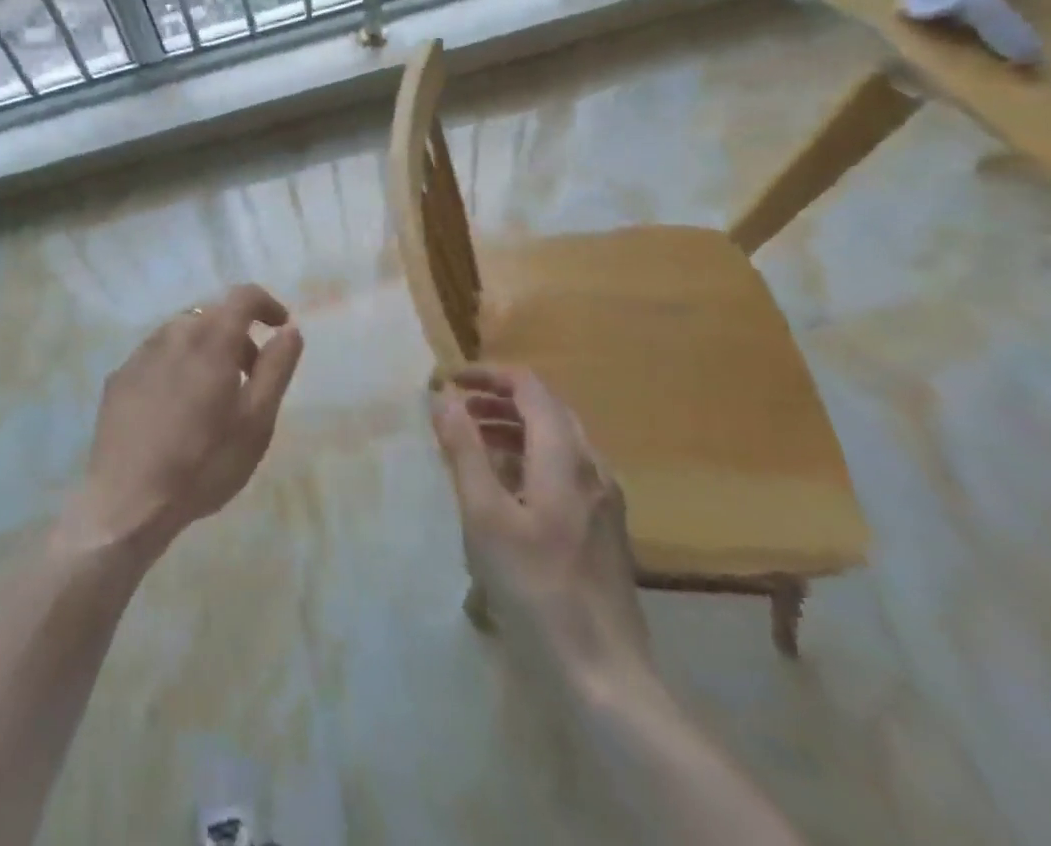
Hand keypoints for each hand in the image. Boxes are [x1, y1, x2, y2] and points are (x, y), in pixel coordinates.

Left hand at [74, 284, 303, 558]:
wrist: (127, 501)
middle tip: (250, 376)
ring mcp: (140, 354)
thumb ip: (276, 368)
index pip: (242, 296)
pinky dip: (176, 366)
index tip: (280, 325)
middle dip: (237, 334)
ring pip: (181, 334)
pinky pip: (156, 356)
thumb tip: (289, 330)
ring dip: (205, 349)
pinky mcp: (119, 377)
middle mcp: (172, 334)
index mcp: (210, 340)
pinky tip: (175, 408)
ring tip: (213, 395)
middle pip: (211, 315)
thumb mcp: (256, 422)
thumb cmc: (203, 463)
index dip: (266, 304)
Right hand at [431, 366, 651, 692]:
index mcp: (565, 457)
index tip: (451, 381)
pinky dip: (531, 458)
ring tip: (474, 442)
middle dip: (500, 399)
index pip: (530, 388)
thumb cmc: (535, 587)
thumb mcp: (484, 515)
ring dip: (514, 428)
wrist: (604, 675)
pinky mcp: (605, 529)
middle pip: (548, 409)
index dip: (489, 375)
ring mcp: (604, 501)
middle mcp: (592, 468)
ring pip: (559, 441)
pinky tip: (507, 488)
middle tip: (459, 408)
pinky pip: (566, 471)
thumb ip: (464, 450)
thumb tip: (445, 397)